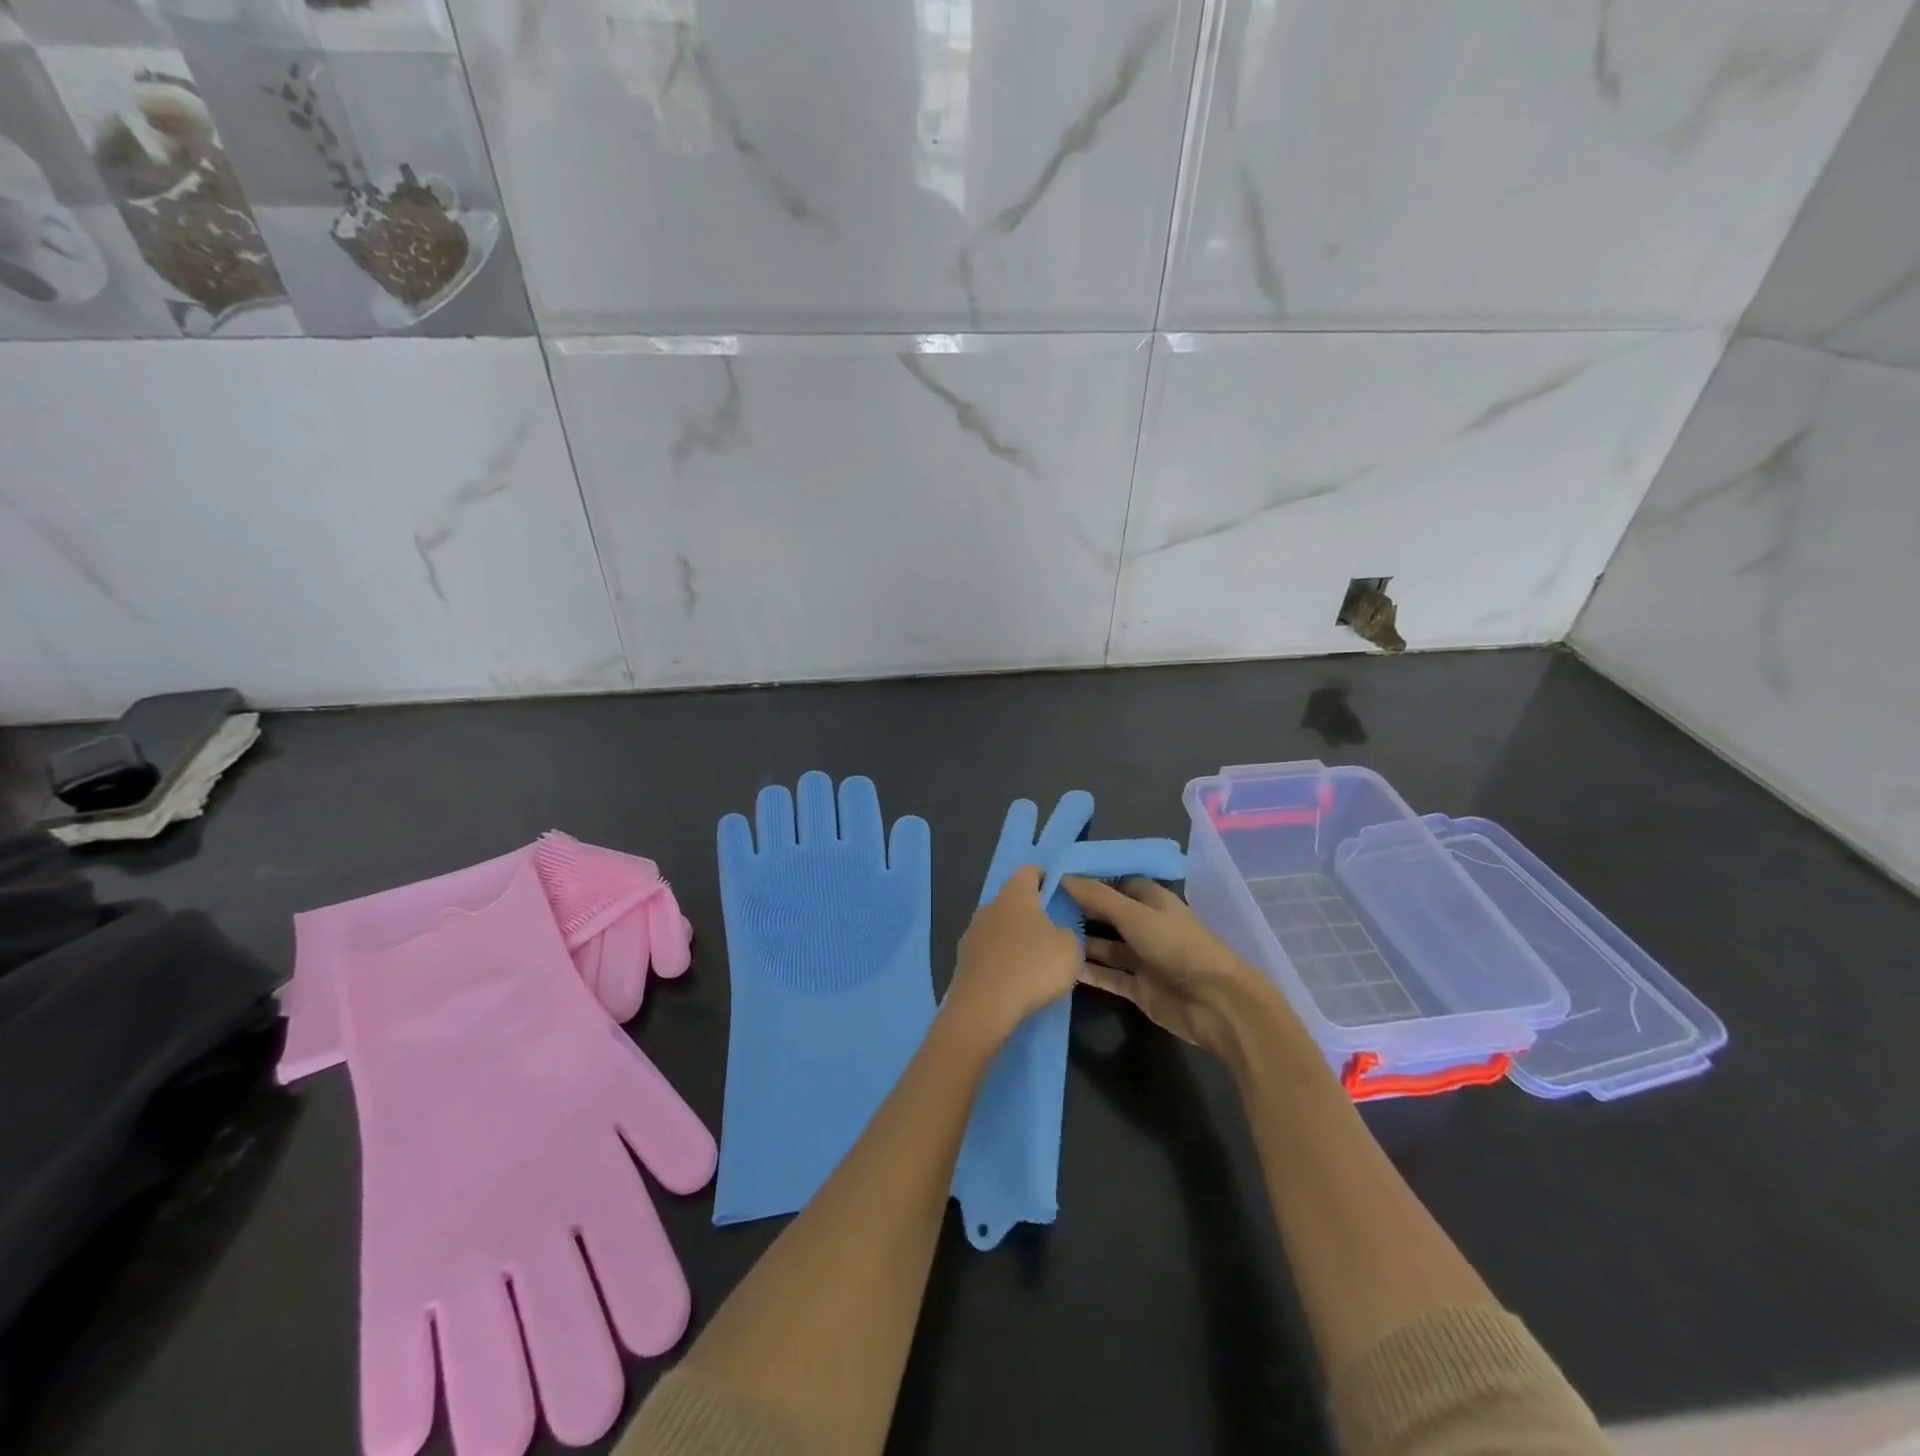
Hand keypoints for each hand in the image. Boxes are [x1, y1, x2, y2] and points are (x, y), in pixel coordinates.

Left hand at [942, 866, 1082, 1047]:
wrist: (984, 1008)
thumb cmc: (1032, 967)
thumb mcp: (1070, 949)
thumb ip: (1067, 933)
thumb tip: (1055, 933)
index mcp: (1014, 895)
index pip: (1028, 871)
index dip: (1044, 877)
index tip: (1058, 892)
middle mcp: (989, 906)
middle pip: (1012, 900)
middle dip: (1030, 912)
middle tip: (1051, 931)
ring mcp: (971, 933)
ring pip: (998, 927)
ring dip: (1013, 938)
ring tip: (1033, 960)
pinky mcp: (963, 960)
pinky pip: (988, 952)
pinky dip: (1001, 959)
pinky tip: (1013, 978)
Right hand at [1063, 875, 1290, 1065]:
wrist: (1214, 1003)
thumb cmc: (1176, 946)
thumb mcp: (1134, 915)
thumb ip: (1098, 897)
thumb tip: (1062, 876)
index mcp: (1152, 900)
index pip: (1116, 882)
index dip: (1090, 879)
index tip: (1055, 877)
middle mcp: (1146, 925)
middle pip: (1108, 914)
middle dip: (1080, 910)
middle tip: (1039, 906)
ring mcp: (1143, 958)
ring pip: (1105, 946)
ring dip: (1080, 942)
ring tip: (1044, 936)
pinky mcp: (1139, 987)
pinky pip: (1108, 976)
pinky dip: (1088, 972)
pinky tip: (1060, 965)